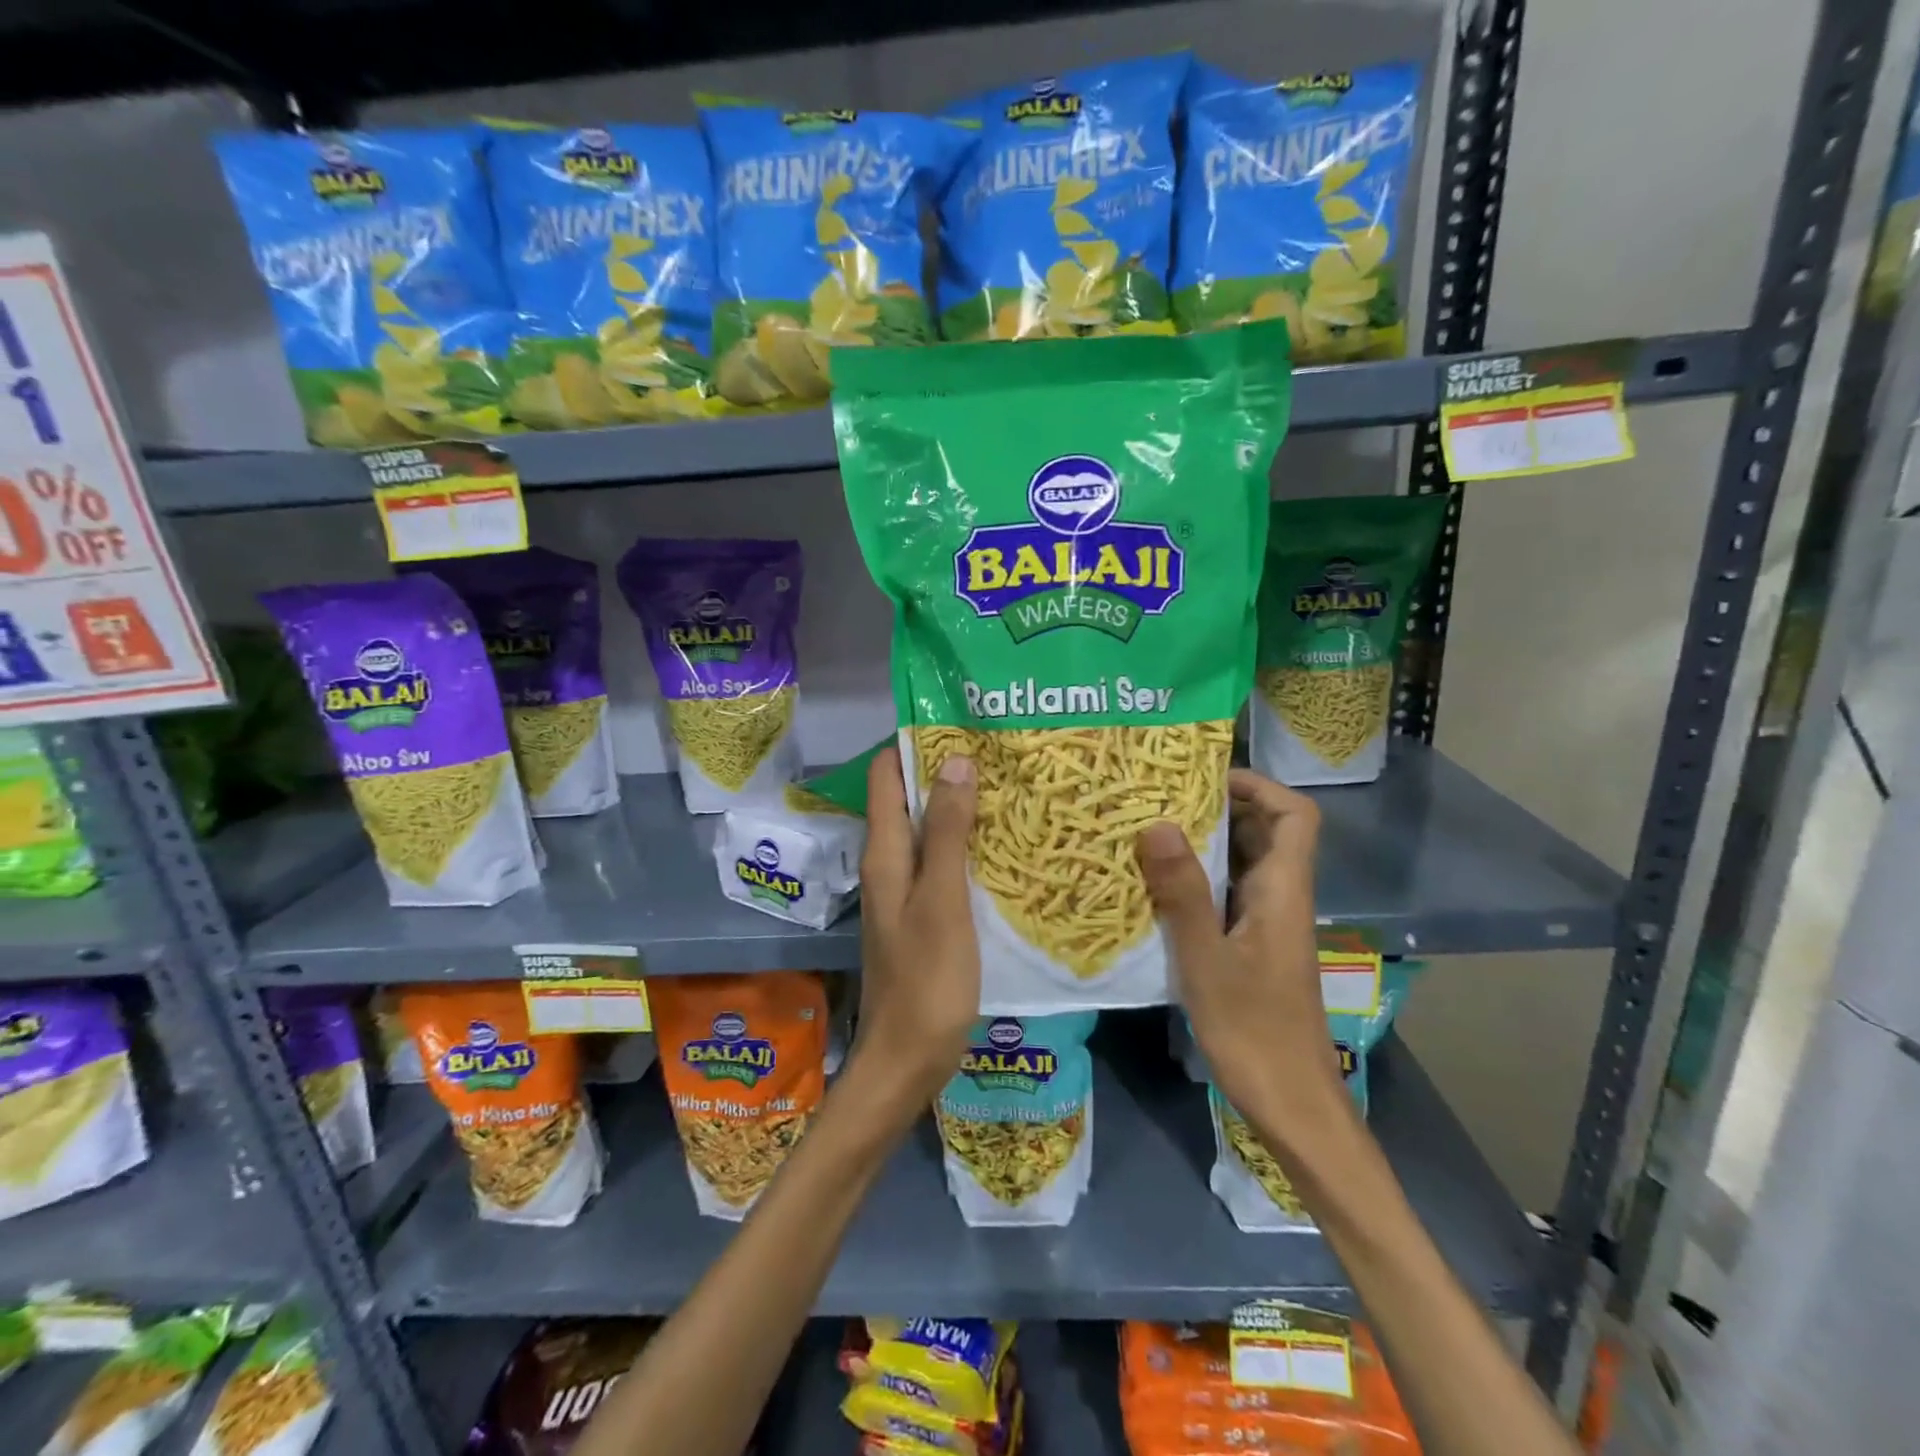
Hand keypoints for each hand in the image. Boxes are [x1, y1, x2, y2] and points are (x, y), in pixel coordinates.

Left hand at [847, 744, 980, 1116]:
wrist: (908, 1061)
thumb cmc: (927, 982)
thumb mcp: (942, 901)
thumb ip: (947, 834)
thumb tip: (953, 761)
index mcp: (885, 855)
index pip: (887, 777)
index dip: (913, 743)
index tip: (957, 718)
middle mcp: (889, 865)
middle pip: (909, 800)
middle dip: (944, 771)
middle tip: (997, 748)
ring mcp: (906, 892)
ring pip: (928, 832)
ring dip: (958, 806)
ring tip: (1007, 784)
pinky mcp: (924, 915)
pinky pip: (942, 863)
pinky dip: (965, 844)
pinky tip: (1001, 844)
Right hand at [1136, 769, 1343, 1138]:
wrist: (1292, 1107)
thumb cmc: (1254, 1034)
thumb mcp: (1206, 961)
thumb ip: (1182, 893)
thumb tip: (1156, 824)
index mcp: (1283, 892)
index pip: (1295, 816)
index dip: (1259, 786)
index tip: (1203, 778)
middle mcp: (1280, 899)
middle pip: (1265, 832)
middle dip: (1218, 807)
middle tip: (1159, 798)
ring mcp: (1266, 925)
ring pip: (1242, 865)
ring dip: (1203, 844)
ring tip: (1147, 831)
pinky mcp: (1250, 948)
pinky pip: (1226, 896)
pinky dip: (1196, 881)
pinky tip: (1155, 888)